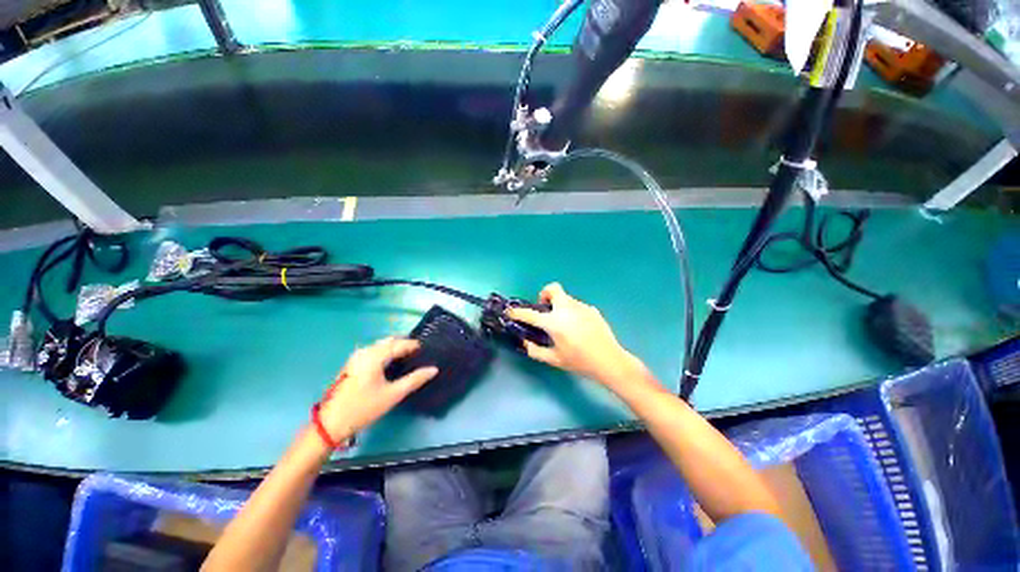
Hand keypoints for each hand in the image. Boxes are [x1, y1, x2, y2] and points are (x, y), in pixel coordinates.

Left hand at [317, 338, 437, 440]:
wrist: (330, 424)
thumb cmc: (364, 408)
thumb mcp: (393, 394)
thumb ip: (415, 380)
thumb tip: (433, 369)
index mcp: (374, 355)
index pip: (399, 344)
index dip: (414, 345)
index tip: (427, 349)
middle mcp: (364, 351)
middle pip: (389, 341)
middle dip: (405, 344)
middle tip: (419, 353)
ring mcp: (356, 357)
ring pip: (381, 345)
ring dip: (395, 348)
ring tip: (408, 357)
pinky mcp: (352, 364)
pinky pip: (374, 351)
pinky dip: (386, 353)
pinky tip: (392, 363)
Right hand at [507, 283, 649, 387]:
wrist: (609, 361)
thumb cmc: (579, 362)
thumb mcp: (554, 359)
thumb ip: (535, 351)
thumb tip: (525, 342)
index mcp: (554, 322)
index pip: (530, 314)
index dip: (517, 312)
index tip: (510, 311)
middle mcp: (566, 309)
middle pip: (553, 289)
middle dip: (545, 294)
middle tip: (545, 309)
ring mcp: (581, 307)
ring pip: (565, 298)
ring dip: (559, 305)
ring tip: (563, 323)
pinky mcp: (592, 309)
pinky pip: (576, 306)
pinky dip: (571, 312)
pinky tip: (578, 327)